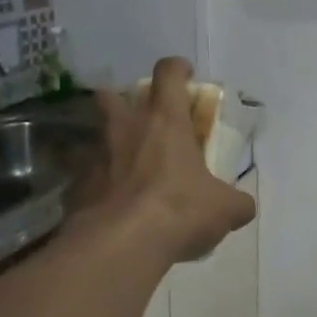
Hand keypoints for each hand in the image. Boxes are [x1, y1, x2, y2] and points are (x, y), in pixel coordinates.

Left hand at [77, 57, 255, 262]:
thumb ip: (237, 202)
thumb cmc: (179, 211)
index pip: (168, 74)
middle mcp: (125, 128)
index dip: (177, 69)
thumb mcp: (225, 209)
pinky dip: (97, 185)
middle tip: (143, 122)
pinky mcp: (74, 187)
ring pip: (96, 135)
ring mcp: (95, 156)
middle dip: (124, 101)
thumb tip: (243, 207)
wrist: (118, 247)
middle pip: (113, 95)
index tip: (186, 76)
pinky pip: (85, 177)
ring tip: (126, 167)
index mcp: (165, 121)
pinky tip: (111, 205)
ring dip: (109, 144)